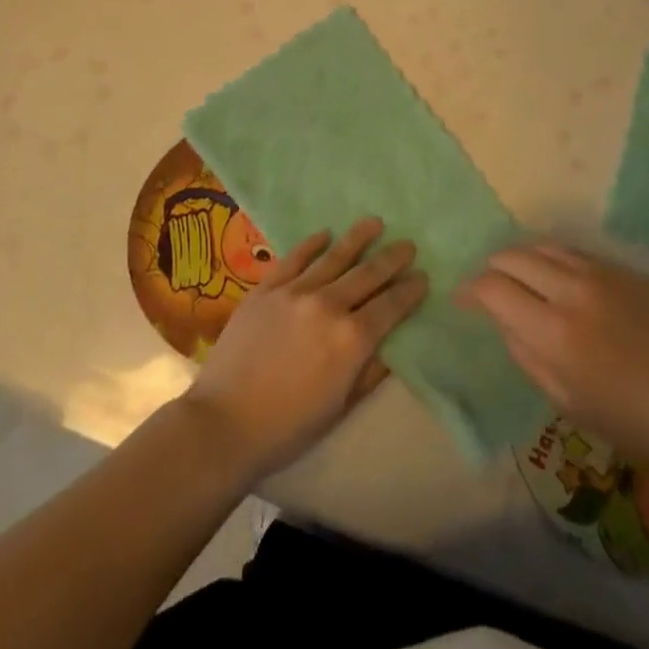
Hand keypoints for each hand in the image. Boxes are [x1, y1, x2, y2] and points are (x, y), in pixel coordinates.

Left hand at [182, 218, 427, 479]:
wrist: (225, 422)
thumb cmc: (289, 426)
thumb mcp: (342, 406)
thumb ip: (370, 371)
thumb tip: (393, 344)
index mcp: (352, 339)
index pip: (391, 306)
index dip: (409, 290)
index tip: (422, 276)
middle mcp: (328, 305)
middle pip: (367, 274)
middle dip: (391, 258)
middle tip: (407, 244)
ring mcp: (295, 292)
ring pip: (334, 256)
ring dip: (358, 238)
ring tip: (375, 222)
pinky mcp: (266, 288)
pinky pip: (294, 257)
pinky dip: (312, 244)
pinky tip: (325, 235)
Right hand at [458, 243, 648, 475]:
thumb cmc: (637, 423)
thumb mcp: (569, 403)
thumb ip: (527, 356)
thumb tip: (505, 322)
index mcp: (553, 330)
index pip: (492, 288)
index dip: (469, 290)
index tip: (461, 300)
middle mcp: (570, 289)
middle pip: (512, 256)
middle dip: (491, 270)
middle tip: (487, 290)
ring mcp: (598, 273)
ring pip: (540, 245)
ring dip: (519, 258)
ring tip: (516, 278)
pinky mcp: (620, 269)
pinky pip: (570, 251)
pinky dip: (549, 258)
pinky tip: (552, 278)